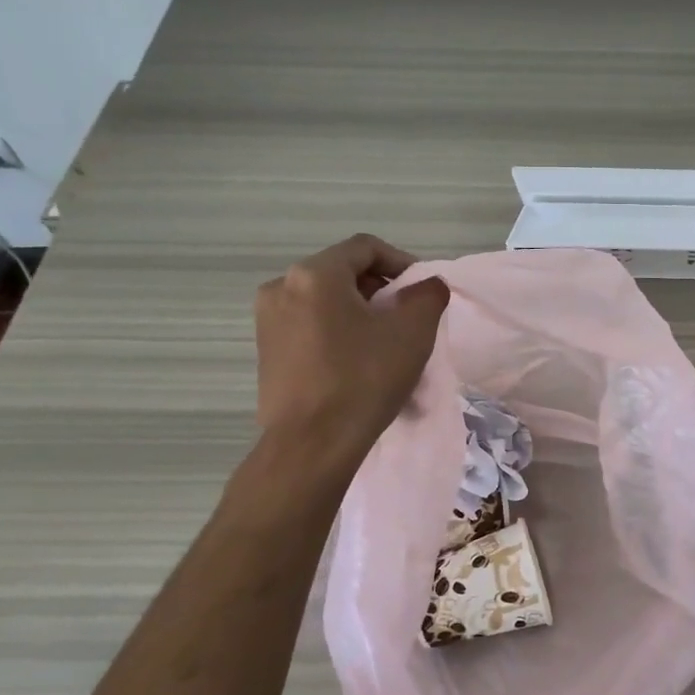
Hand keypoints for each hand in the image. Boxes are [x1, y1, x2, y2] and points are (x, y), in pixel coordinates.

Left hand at [255, 234, 449, 459]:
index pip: (365, 248)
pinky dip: (338, 335)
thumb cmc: (363, 380)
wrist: (311, 445)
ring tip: (386, 347)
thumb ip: (427, 296)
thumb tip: (427, 286)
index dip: (402, 262)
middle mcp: (281, 288)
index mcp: (314, 274)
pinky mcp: (266, 353)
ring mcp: (268, 322)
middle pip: (343, 274)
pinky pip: (310, 329)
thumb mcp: (412, 332)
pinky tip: (358, 366)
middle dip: (381, 292)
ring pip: (326, 304)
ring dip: (361, 316)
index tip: (423, 291)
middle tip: (408, 320)